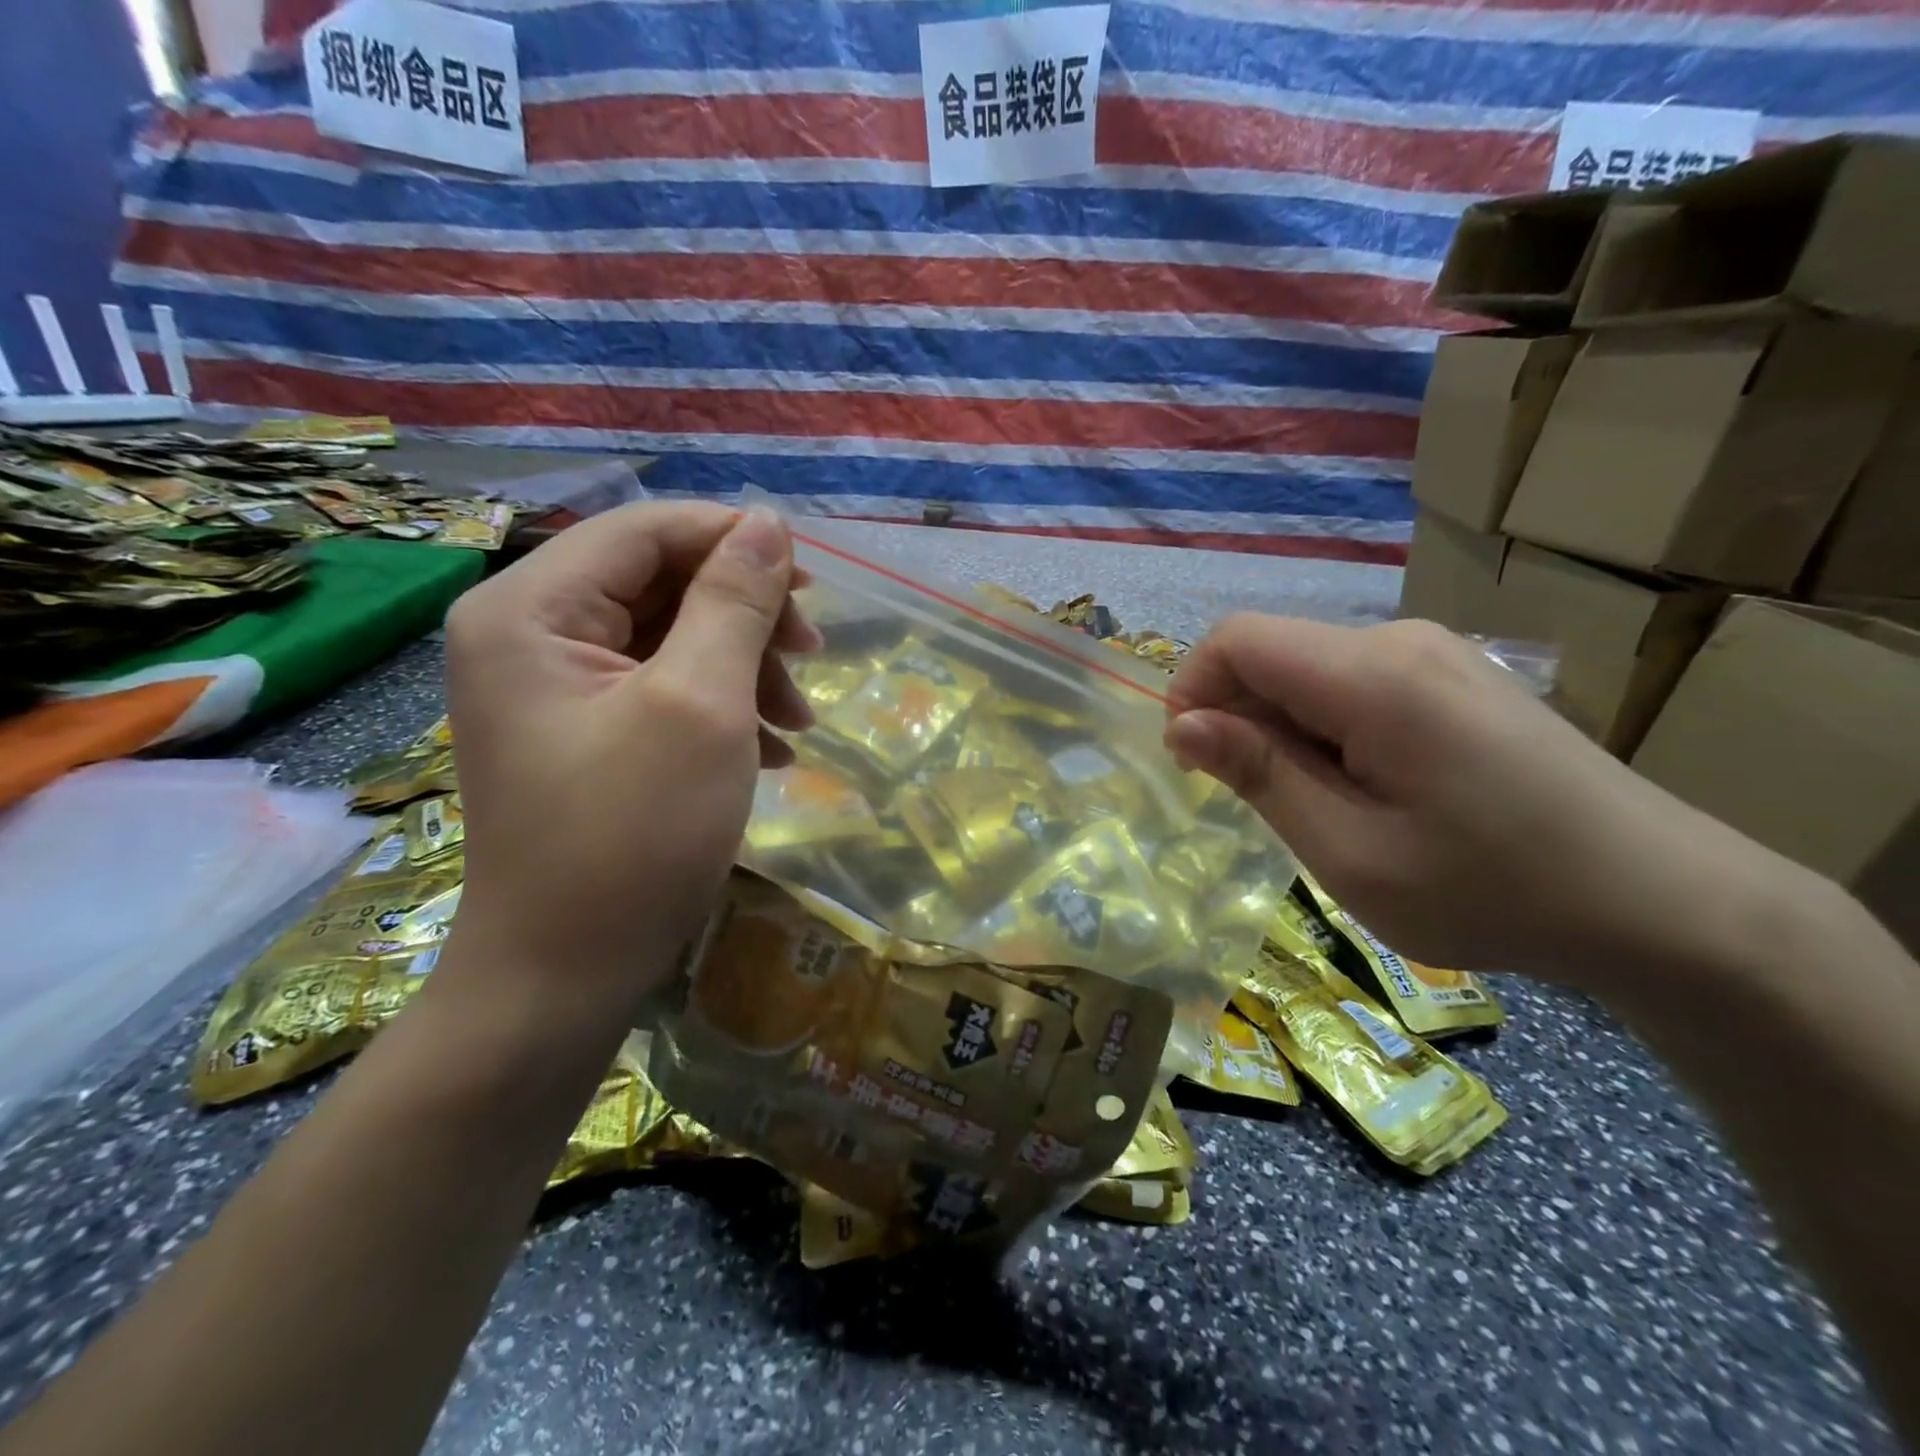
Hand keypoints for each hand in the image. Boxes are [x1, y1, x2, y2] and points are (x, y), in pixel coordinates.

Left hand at [443, 502, 818, 1016]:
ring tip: (798, 726)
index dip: (734, 542)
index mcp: (531, 609)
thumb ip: (734, 604)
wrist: (566, 976)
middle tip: (813, 662)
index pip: (645, 531)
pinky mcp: (584, 730)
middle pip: (660, 582)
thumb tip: (769, 524)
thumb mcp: (700, 706)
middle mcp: (529, 633)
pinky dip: (722, 707)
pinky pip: (661, 687)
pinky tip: (771, 752)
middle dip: (746, 619)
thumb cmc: (633, 836)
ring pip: (671, 637)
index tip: (812, 586)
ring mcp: (555, 687)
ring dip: (746, 669)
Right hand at [1163, 615, 1787, 987]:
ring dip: (1285, 730)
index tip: (1195, 763)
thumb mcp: (1352, 853)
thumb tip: (1183, 725)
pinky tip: (1368, 790)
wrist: (1666, 904)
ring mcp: (1437, 654)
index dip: (1192, 689)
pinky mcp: (1456, 677)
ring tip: (1325, 809)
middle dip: (1240, 719)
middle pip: (1274, 652)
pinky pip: (1355, 685)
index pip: (1237, 639)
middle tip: (1265, 806)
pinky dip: (1327, 729)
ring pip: (1311, 671)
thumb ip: (1261, 776)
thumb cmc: (1492, 889)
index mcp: (1373, 676)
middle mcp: (1401, 641)